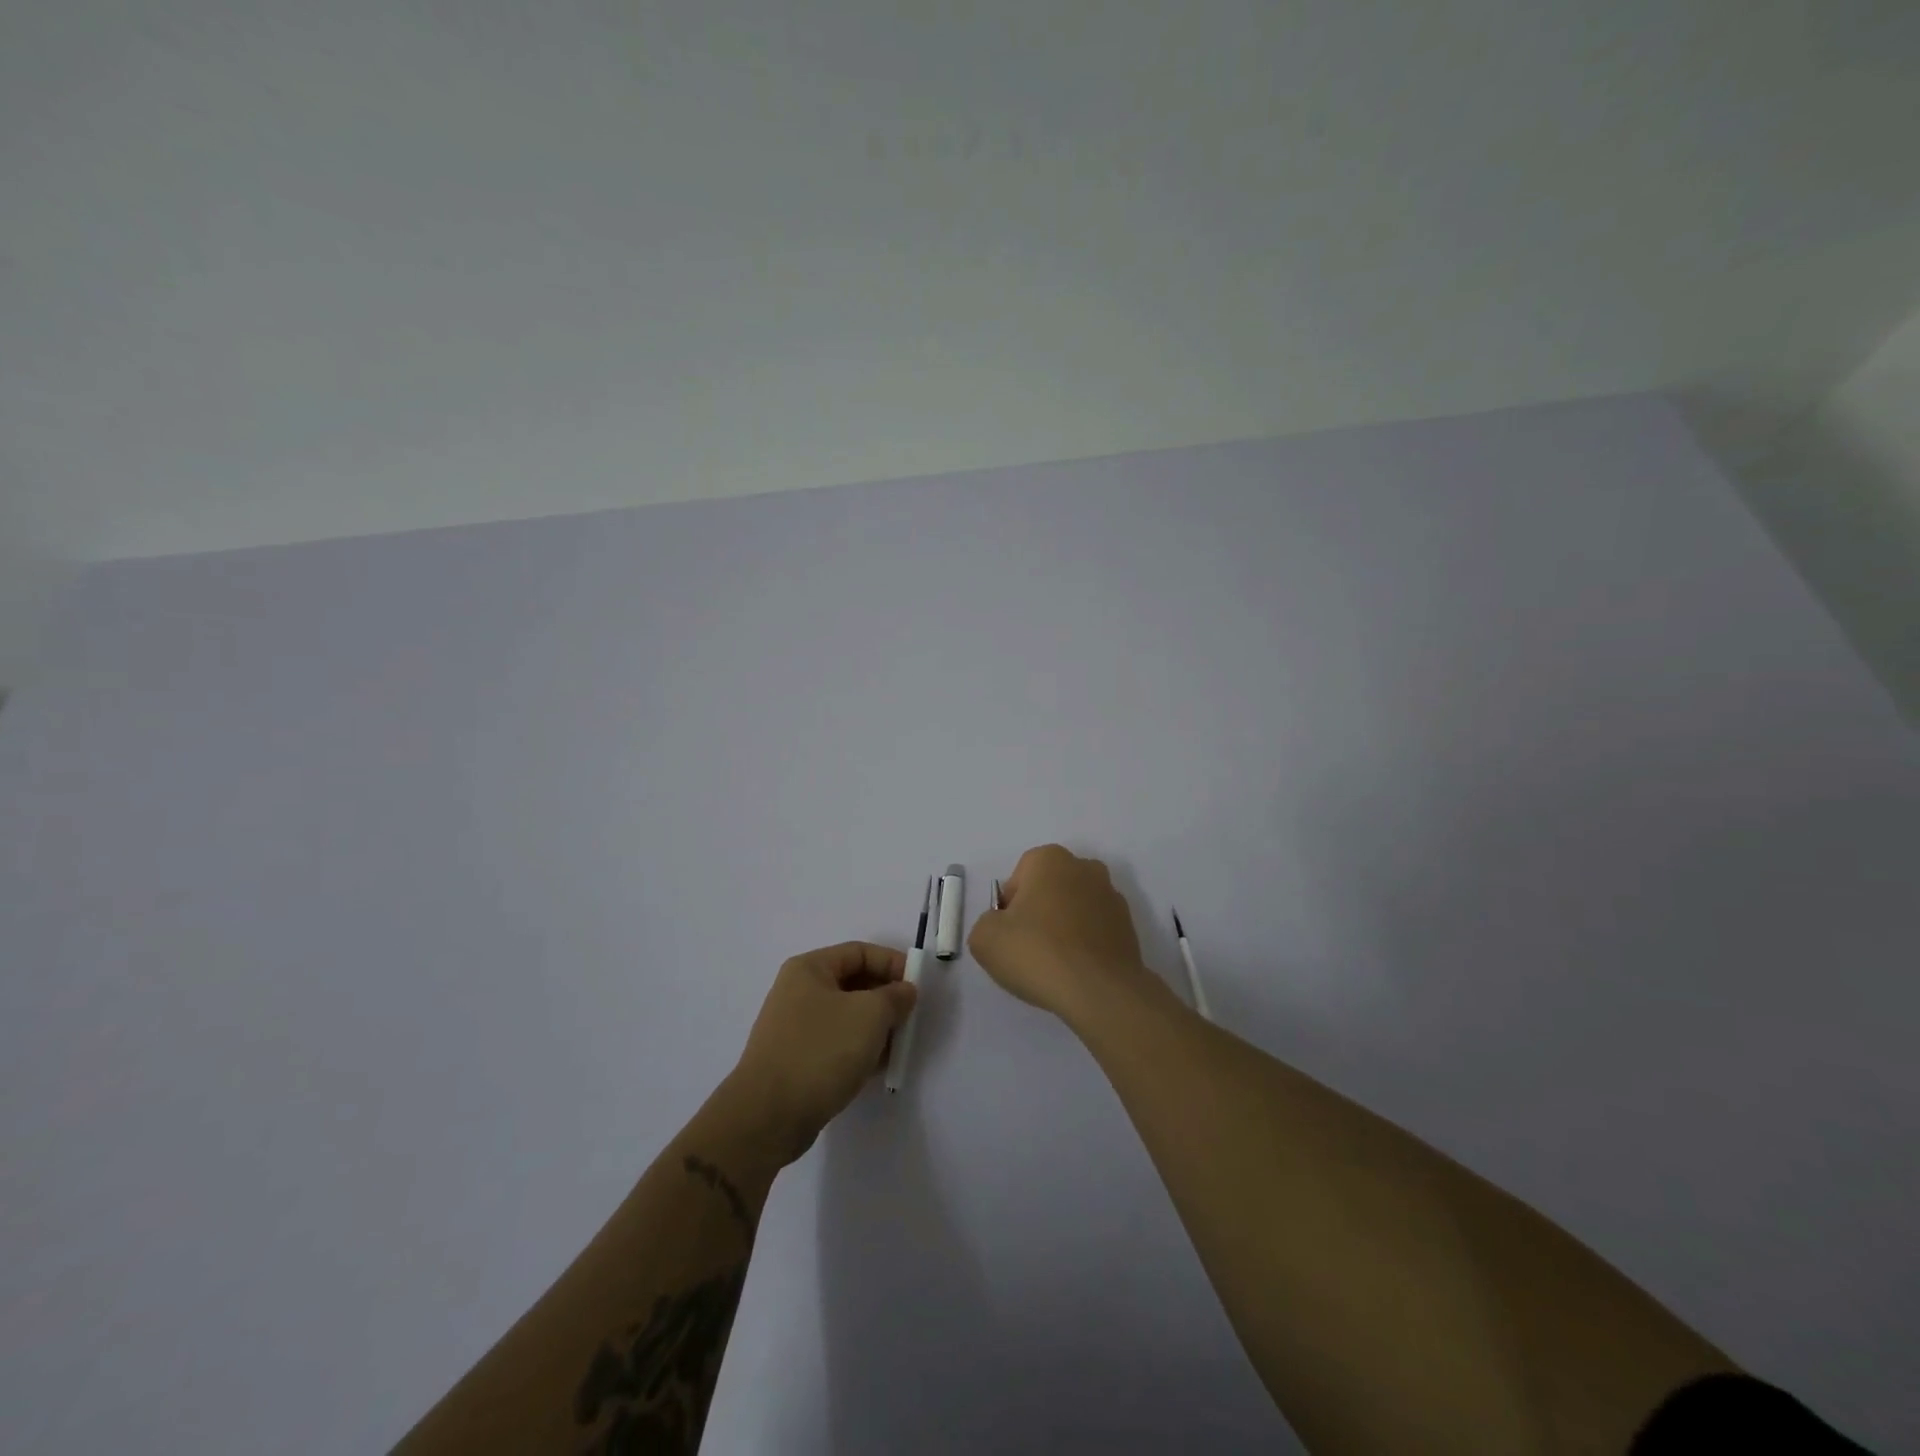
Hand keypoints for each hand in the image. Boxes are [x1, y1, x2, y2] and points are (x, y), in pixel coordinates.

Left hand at [729, 942, 917, 1162]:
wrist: (768, 1116)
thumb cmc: (821, 1051)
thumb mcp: (870, 1015)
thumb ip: (894, 997)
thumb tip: (904, 991)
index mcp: (810, 969)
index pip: (860, 952)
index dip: (892, 963)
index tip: (918, 985)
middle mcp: (798, 991)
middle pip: (853, 983)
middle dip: (886, 998)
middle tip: (910, 1018)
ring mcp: (795, 1027)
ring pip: (847, 1016)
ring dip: (876, 1027)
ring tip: (897, 1047)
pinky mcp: (796, 1059)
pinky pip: (836, 1043)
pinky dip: (859, 1049)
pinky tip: (877, 1067)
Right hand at [968, 845, 1163, 1023]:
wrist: (1099, 991)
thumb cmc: (1037, 953)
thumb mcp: (985, 938)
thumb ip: (987, 923)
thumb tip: (1003, 926)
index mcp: (1050, 859)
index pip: (1019, 877)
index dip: (1009, 907)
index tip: (1009, 935)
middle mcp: (1085, 867)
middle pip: (1049, 889)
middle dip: (1038, 912)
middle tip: (1029, 948)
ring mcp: (1112, 896)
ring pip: (1075, 908)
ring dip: (1064, 927)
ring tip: (1055, 964)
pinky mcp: (1129, 926)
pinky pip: (1096, 930)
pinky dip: (1085, 944)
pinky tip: (1077, 971)